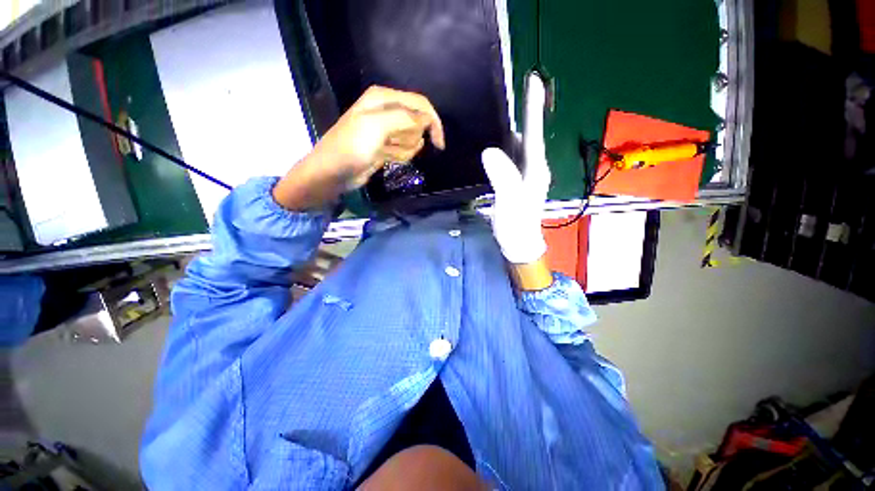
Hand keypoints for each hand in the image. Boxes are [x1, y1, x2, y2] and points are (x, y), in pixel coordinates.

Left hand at [273, 86, 444, 209]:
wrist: (333, 172)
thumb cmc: (352, 147)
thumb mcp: (377, 126)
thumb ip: (404, 118)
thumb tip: (425, 121)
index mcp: (384, 98)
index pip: (420, 104)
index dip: (433, 122)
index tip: (438, 144)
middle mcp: (387, 111)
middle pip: (417, 123)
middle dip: (411, 138)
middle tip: (392, 145)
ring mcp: (387, 131)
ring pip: (412, 139)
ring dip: (404, 150)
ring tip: (385, 152)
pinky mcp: (386, 147)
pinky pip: (404, 150)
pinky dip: (399, 156)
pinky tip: (384, 158)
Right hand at [481, 73, 550, 265]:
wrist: (518, 244)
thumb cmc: (516, 225)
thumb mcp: (510, 202)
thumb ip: (503, 177)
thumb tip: (489, 151)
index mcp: (536, 169)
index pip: (535, 133)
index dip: (533, 108)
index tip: (533, 80)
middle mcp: (534, 169)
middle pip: (528, 137)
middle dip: (522, 116)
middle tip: (506, 99)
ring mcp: (526, 177)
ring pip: (520, 149)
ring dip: (511, 133)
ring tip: (496, 118)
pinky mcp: (517, 183)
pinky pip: (512, 160)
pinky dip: (504, 150)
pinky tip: (494, 148)